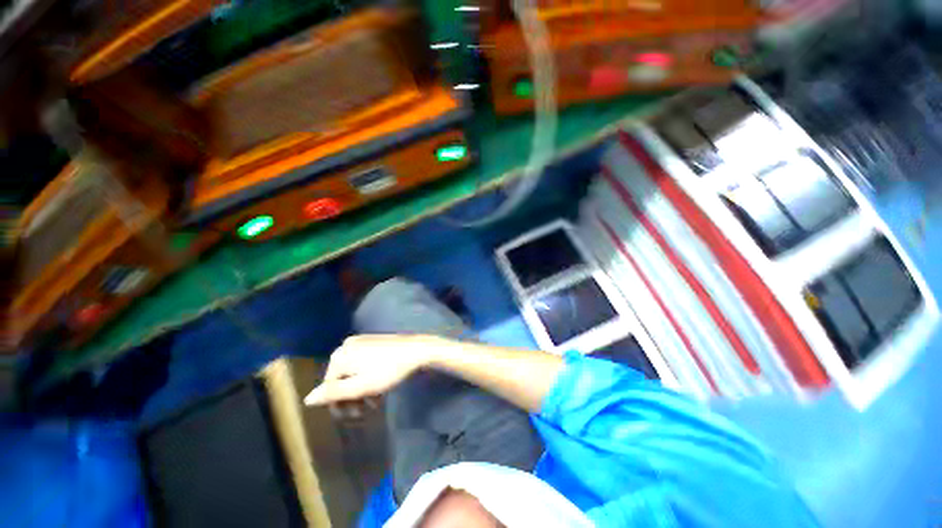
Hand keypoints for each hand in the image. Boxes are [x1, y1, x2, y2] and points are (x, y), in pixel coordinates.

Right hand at [304, 334, 440, 405]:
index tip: (354, 416)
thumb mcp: (360, 386)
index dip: (339, 404)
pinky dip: (367, 377)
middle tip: (365, 410)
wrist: (416, 350)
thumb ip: (333, 393)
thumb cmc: (388, 370)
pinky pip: (362, 363)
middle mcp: (346, 346)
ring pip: (353, 372)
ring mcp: (360, 342)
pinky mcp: (372, 342)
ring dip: (361, 390)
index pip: (329, 386)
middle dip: (352, 397)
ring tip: (376, 402)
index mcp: (340, 356)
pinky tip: (379, 387)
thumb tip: (307, 398)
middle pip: (341, 378)